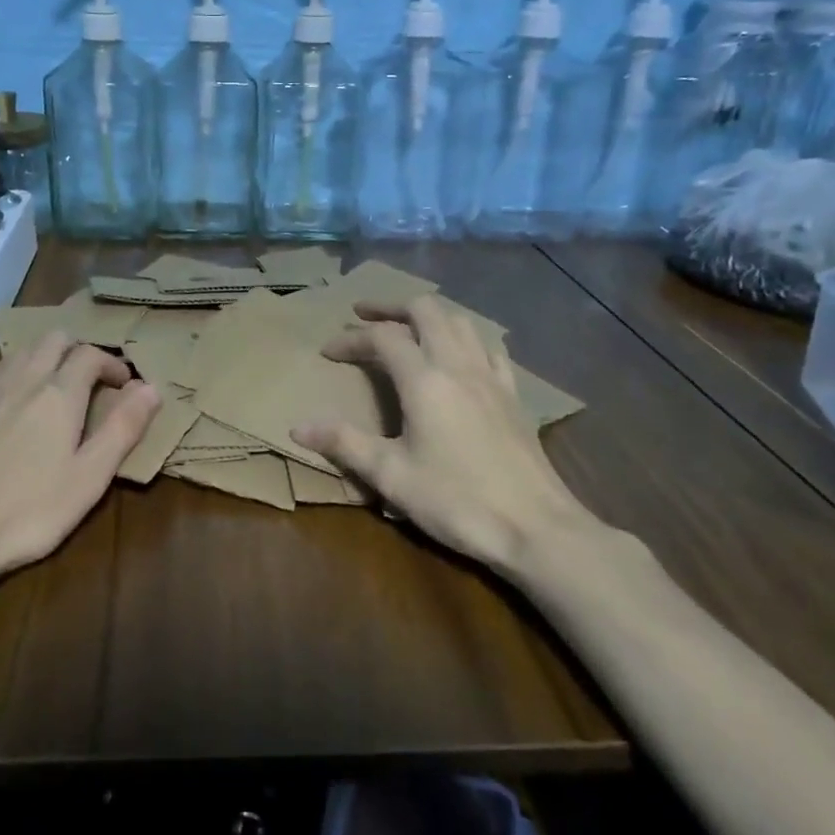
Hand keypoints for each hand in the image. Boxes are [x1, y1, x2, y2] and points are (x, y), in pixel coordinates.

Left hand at [0, 333, 161, 577]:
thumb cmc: (30, 510)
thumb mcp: (90, 476)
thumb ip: (123, 428)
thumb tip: (151, 387)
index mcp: (59, 393)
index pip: (91, 354)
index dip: (112, 363)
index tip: (124, 386)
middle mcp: (23, 380)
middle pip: (54, 339)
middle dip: (78, 350)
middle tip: (92, 381)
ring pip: (22, 351)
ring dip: (46, 358)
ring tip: (56, 390)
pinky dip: (15, 374)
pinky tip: (13, 406)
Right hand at [292, 296, 599, 574]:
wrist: (536, 528)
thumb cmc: (458, 501)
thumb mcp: (391, 476)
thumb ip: (345, 444)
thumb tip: (298, 427)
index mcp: (425, 380)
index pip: (382, 338)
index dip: (351, 338)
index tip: (327, 351)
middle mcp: (458, 365)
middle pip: (426, 310)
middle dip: (391, 307)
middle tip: (364, 315)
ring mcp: (491, 377)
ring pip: (460, 321)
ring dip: (428, 316)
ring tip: (406, 329)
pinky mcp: (512, 395)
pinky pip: (487, 348)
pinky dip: (464, 339)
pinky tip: (458, 356)